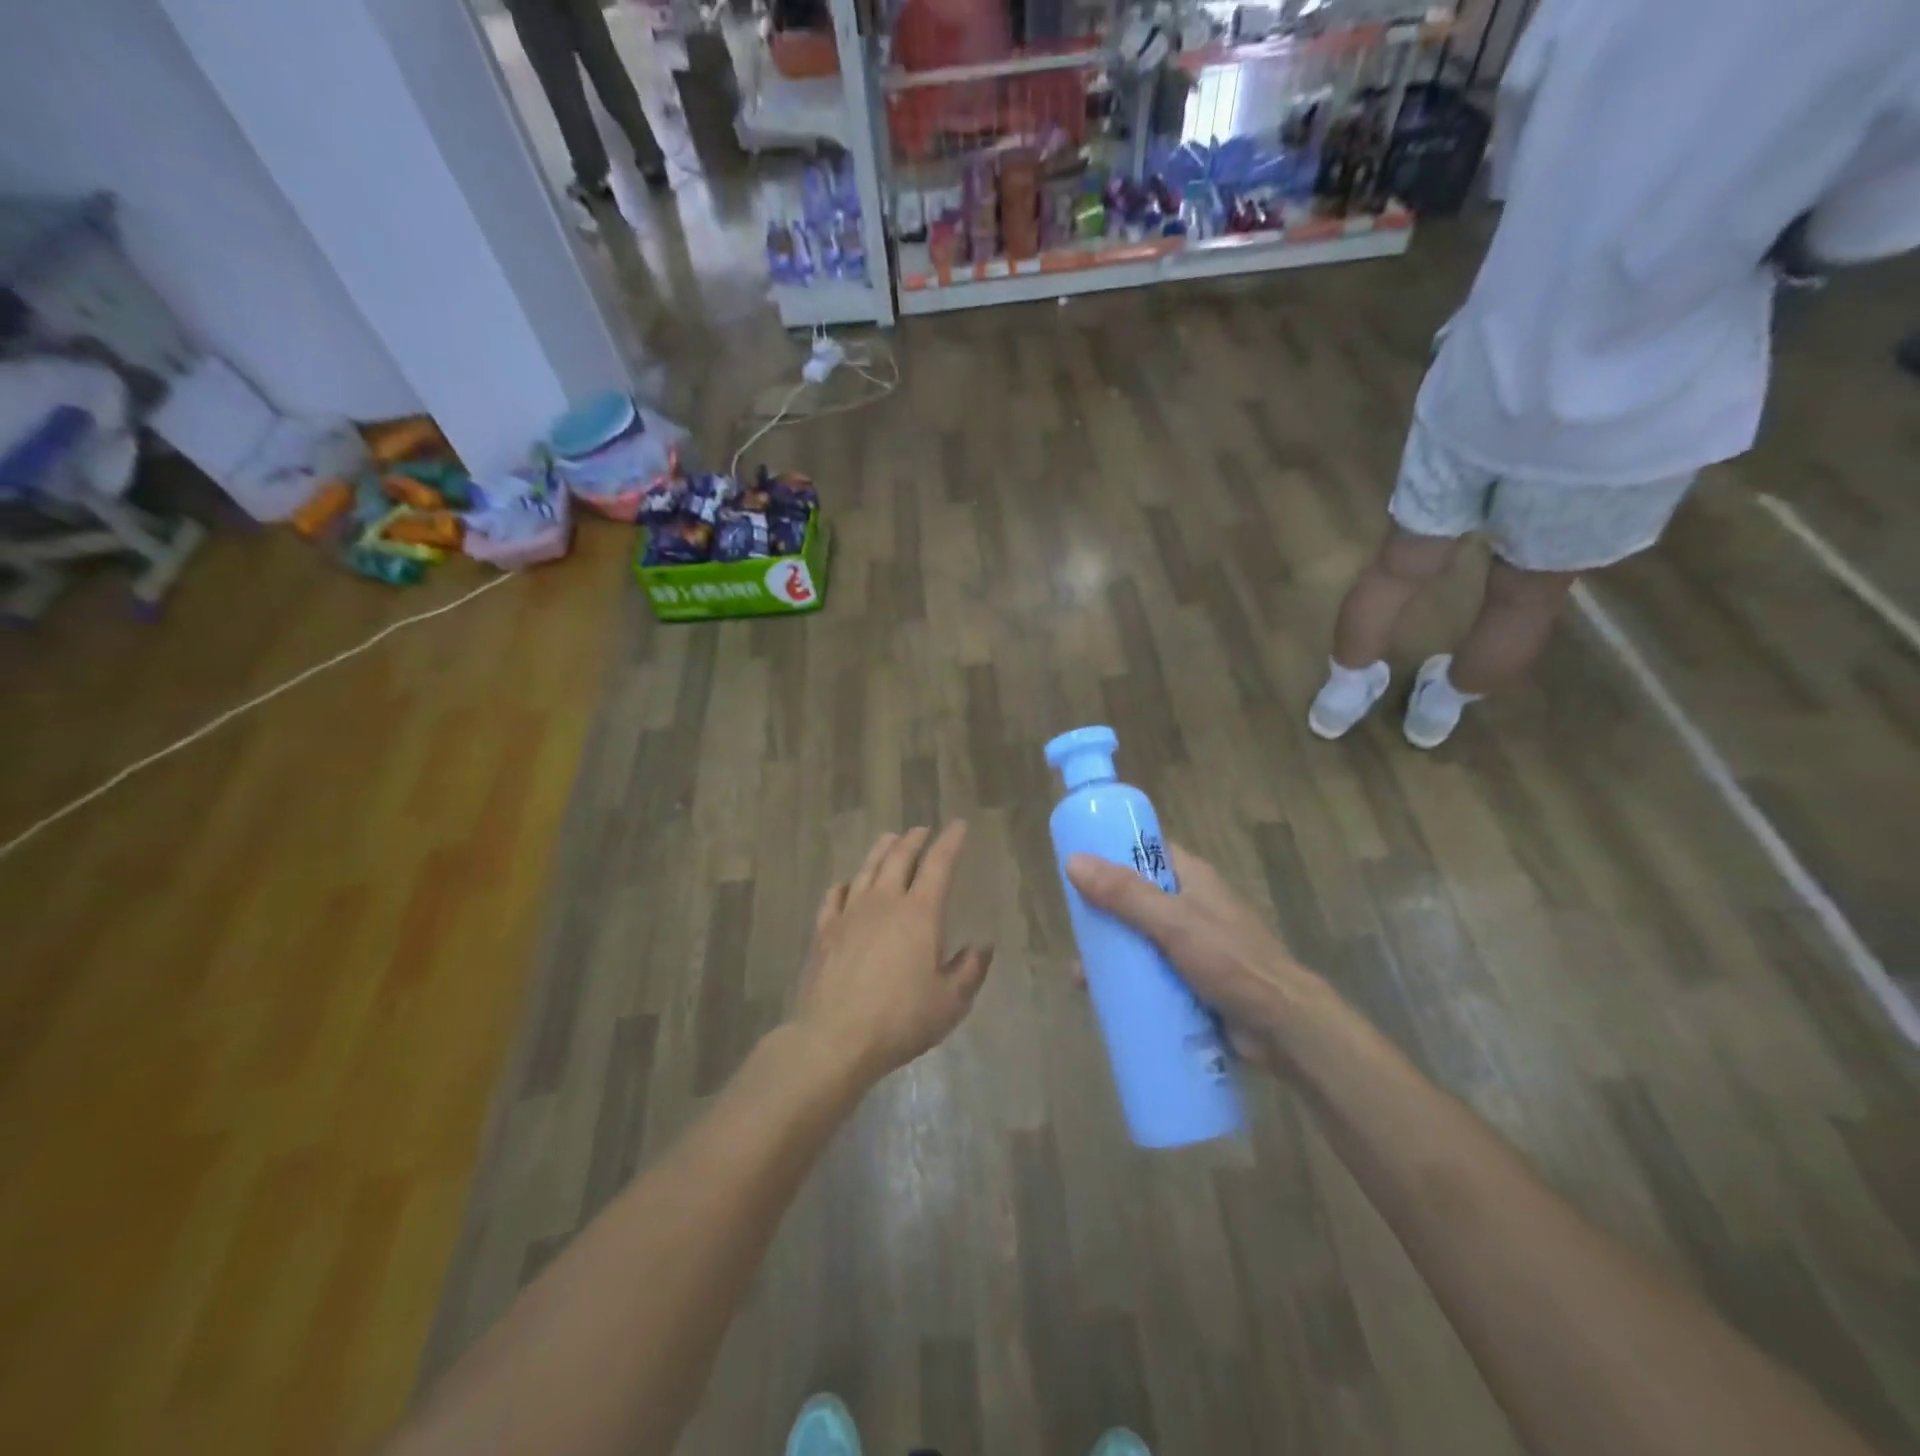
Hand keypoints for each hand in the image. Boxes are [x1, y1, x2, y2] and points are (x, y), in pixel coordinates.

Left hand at [794, 824, 992, 1083]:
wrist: (836, 1038)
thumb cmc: (901, 1020)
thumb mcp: (951, 1002)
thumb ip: (970, 970)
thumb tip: (982, 946)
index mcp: (920, 914)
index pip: (939, 865)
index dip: (950, 842)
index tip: (958, 826)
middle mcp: (884, 902)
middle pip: (899, 858)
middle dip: (913, 839)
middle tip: (922, 829)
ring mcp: (850, 913)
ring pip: (866, 869)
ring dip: (881, 851)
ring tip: (889, 839)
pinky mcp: (825, 931)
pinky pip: (835, 897)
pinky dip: (844, 885)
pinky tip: (846, 884)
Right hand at [1065, 842, 1331, 1072]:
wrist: (1281, 1027)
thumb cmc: (1230, 961)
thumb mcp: (1173, 923)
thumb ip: (1125, 895)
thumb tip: (1073, 861)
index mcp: (1192, 878)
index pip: (1147, 851)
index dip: (1113, 852)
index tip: (1078, 863)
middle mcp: (1191, 905)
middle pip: (1136, 897)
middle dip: (1104, 911)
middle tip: (1073, 925)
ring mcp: (1191, 945)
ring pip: (1140, 938)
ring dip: (1112, 951)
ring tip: (1080, 973)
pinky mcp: (1191, 980)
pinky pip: (1150, 972)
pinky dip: (1128, 980)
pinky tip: (1101, 997)